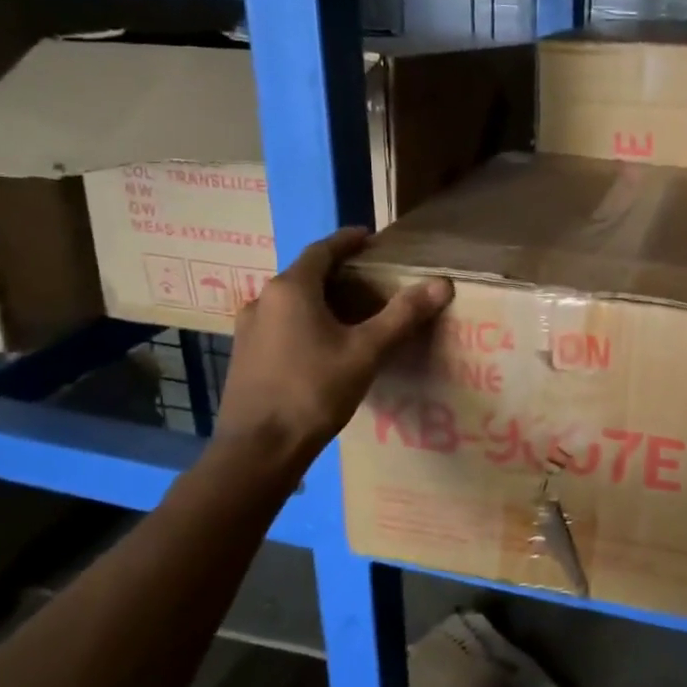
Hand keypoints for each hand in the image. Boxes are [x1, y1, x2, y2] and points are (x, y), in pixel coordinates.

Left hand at [213, 228, 451, 456]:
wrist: (259, 449)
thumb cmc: (313, 391)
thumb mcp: (366, 352)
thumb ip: (402, 315)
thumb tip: (441, 283)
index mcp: (290, 289)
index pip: (322, 250)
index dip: (347, 241)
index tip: (370, 237)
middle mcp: (263, 300)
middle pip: (305, 274)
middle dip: (338, 272)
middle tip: (371, 278)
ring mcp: (248, 329)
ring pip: (291, 302)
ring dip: (320, 299)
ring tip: (351, 311)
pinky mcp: (245, 356)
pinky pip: (280, 324)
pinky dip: (305, 321)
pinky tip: (323, 343)